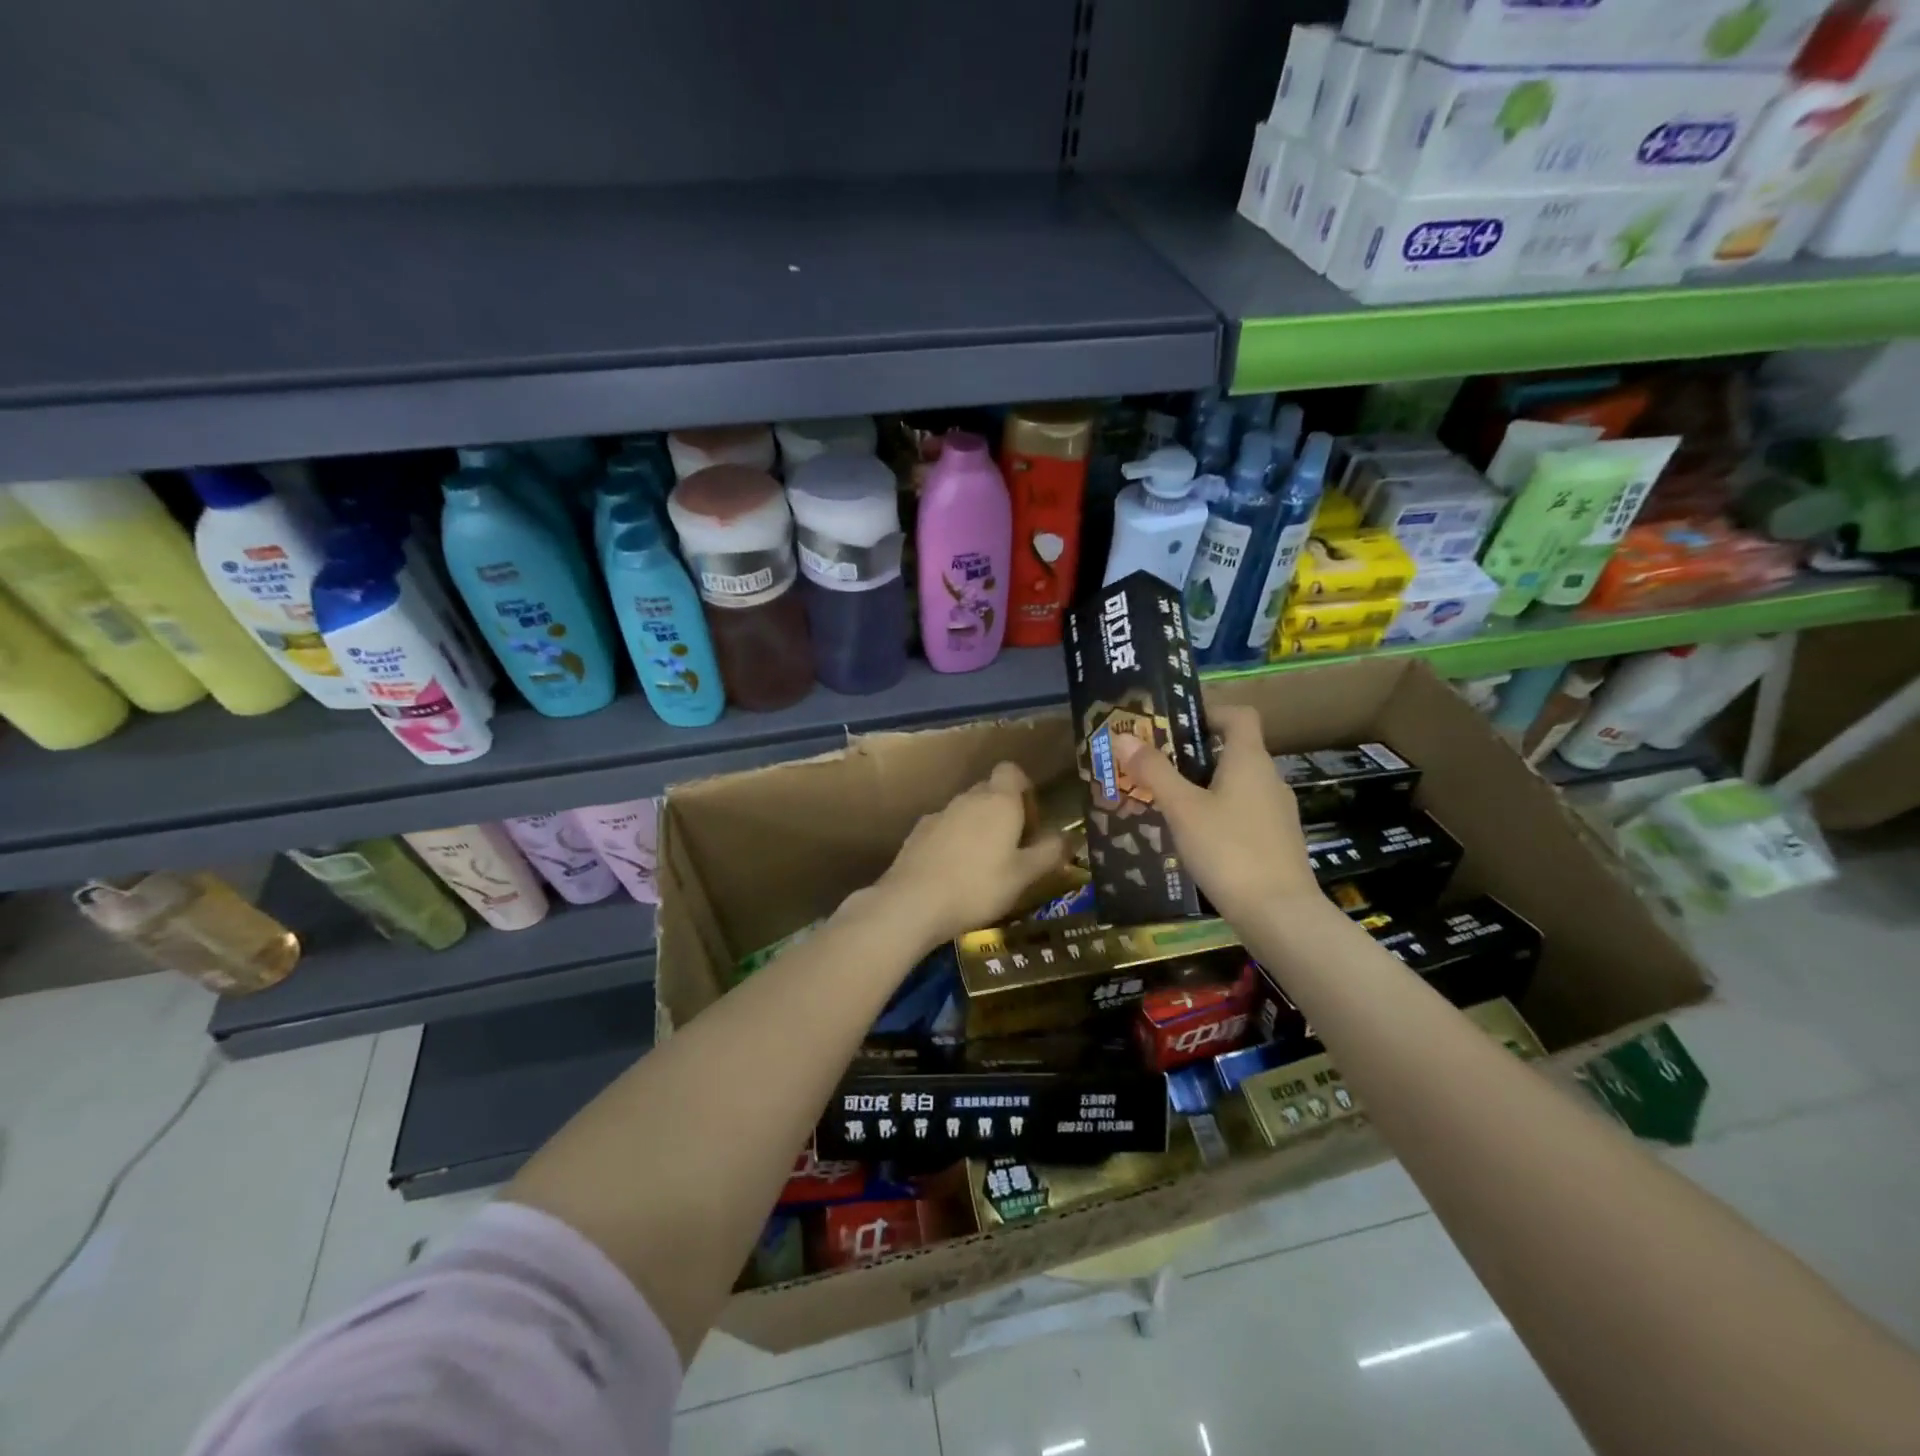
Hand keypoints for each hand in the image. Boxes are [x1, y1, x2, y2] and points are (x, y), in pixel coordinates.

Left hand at [867, 762, 1066, 950]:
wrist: (913, 902)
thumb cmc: (979, 887)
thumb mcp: (1025, 875)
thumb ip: (1050, 852)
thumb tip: (1070, 836)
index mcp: (999, 801)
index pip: (1012, 771)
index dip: (1025, 790)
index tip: (1031, 821)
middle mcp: (968, 798)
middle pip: (990, 791)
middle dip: (1004, 812)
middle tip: (1013, 849)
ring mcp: (939, 813)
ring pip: (966, 811)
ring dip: (978, 828)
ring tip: (984, 866)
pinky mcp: (917, 832)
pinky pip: (944, 828)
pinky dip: (954, 841)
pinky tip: (954, 873)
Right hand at [1111, 705, 1320, 926]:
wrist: (1280, 915)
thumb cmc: (1229, 850)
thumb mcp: (1182, 809)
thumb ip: (1154, 772)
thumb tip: (1123, 738)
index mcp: (1249, 760)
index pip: (1239, 715)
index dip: (1209, 712)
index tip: (1175, 725)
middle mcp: (1269, 779)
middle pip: (1233, 750)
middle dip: (1193, 755)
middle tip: (1155, 768)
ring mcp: (1277, 813)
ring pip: (1236, 785)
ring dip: (1203, 787)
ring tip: (1166, 805)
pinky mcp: (1277, 842)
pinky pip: (1243, 814)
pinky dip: (1218, 815)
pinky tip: (1193, 840)